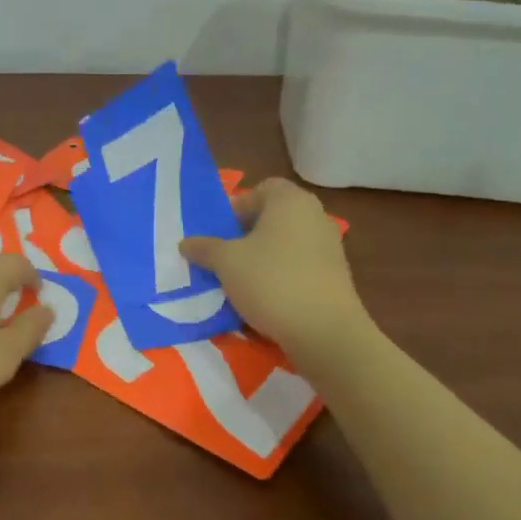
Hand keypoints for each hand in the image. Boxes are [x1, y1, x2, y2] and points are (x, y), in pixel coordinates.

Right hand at [181, 177, 366, 355]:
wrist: (324, 330)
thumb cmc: (271, 281)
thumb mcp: (226, 262)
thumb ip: (204, 248)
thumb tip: (185, 243)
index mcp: (290, 201)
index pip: (262, 189)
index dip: (238, 205)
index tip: (220, 231)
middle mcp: (315, 215)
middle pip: (274, 216)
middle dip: (247, 233)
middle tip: (225, 254)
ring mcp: (329, 246)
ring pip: (286, 242)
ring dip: (263, 256)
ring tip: (240, 279)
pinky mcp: (335, 275)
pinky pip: (300, 265)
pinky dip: (281, 274)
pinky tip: (265, 297)